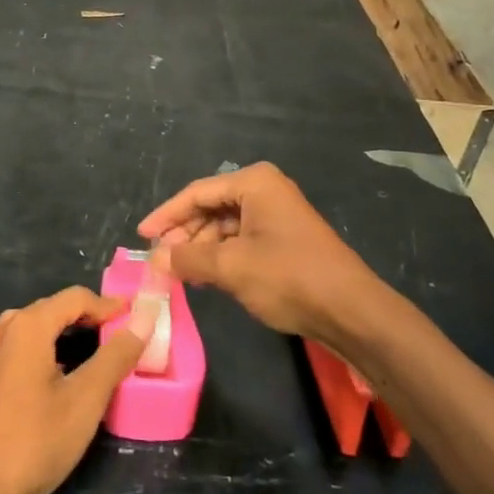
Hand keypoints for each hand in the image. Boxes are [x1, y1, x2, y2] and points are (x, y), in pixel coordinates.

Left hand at [0, 287, 148, 493]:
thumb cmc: (33, 443)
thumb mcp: (84, 400)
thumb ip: (114, 357)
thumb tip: (142, 320)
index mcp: (27, 326)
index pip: (74, 297)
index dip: (108, 305)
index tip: (136, 318)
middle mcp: (3, 330)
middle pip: (52, 309)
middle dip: (87, 318)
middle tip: (120, 336)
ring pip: (34, 329)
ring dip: (66, 334)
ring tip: (95, 353)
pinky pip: (20, 349)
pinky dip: (46, 351)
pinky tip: (60, 377)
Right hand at [138, 162, 377, 344]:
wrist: (352, 311)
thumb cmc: (289, 277)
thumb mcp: (231, 267)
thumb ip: (188, 258)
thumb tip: (154, 260)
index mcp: (254, 183)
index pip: (196, 193)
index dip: (166, 216)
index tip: (141, 237)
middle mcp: (265, 190)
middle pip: (210, 207)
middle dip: (184, 234)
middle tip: (160, 261)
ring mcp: (276, 214)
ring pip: (224, 226)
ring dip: (201, 248)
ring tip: (179, 273)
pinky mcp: (284, 239)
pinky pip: (241, 240)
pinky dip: (220, 256)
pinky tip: (205, 276)